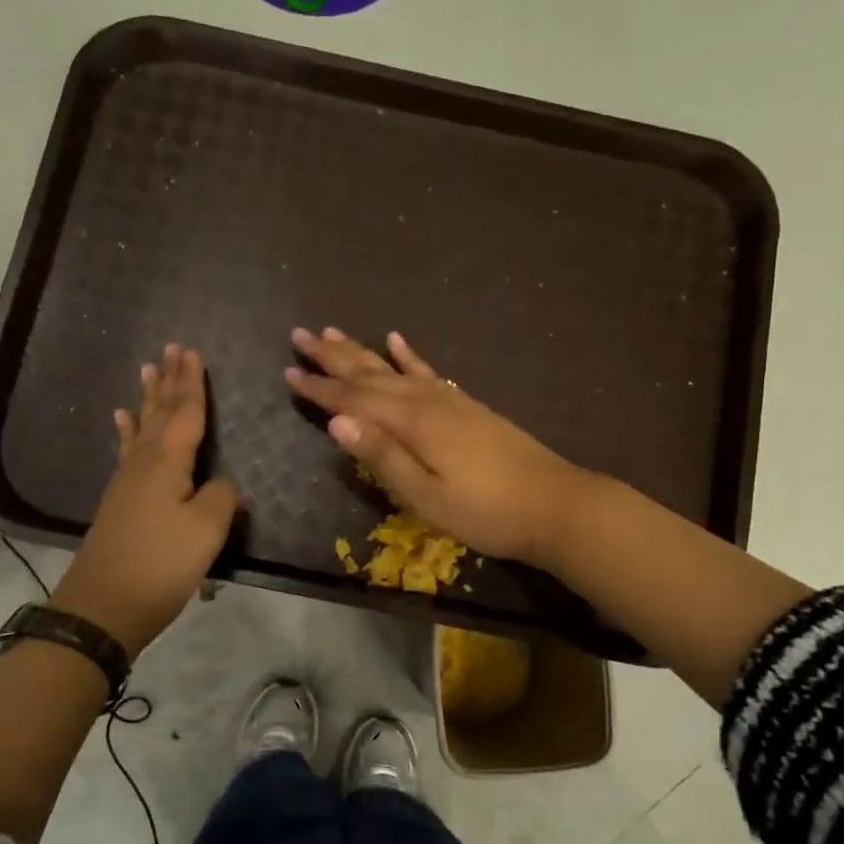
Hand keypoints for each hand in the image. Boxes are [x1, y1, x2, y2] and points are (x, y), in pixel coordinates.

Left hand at [49, 344, 238, 657]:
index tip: (193, 353)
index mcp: (168, 462)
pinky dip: (127, 431)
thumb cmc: (161, 564)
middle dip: (169, 381)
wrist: (104, 606)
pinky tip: (122, 420)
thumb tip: (221, 484)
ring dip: (148, 398)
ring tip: (148, 370)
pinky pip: (127, 450)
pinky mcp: (120, 500)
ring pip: (142, 427)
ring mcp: (127, 480)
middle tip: (172, 349)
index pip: (185, 413)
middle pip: (160, 413)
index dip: (192, 384)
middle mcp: (144, 462)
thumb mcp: (206, 530)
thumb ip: (221, 497)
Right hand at [284, 327, 594, 564]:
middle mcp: (427, 401)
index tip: (288, 372)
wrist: (555, 504)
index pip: (353, 401)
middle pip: (370, 373)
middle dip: (332, 357)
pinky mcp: (466, 405)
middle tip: (300, 335)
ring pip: (394, 367)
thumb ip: (383, 459)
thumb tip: (337, 424)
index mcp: (412, 424)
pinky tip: (396, 340)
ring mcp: (450, 399)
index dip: (319, 389)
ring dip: (361, 351)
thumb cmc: (487, 512)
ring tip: (334, 331)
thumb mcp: (428, 497)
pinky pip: (428, 371)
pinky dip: (408, 355)